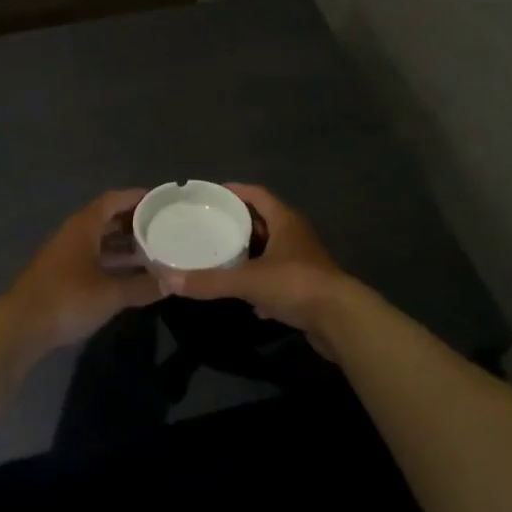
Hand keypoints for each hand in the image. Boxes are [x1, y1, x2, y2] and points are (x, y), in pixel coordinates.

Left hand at [0, 189, 163, 352]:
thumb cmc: (67, 299)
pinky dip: (112, 262)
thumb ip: (142, 286)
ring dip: (123, 244)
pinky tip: (129, 276)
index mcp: (84, 226)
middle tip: (162, 226)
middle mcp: (74, 234)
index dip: (136, 197)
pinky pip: (93, 259)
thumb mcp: (110, 294)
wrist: (21, 327)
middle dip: (133, 221)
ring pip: (100, 241)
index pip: (113, 200)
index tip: (160, 199)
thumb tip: (172, 282)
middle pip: (107, 219)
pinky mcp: (62, 275)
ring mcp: (65, 255)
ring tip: (153, 251)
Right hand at [167, 185, 371, 357]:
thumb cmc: (296, 284)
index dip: (235, 191)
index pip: (257, 194)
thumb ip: (210, 280)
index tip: (211, 194)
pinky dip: (261, 284)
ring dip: (249, 254)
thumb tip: (170, 280)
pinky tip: (245, 298)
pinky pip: (278, 279)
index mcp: (285, 221)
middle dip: (238, 224)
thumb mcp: (248, 280)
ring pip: (271, 251)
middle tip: (209, 226)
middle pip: (263, 221)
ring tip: (221, 257)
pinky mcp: (307, 288)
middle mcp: (296, 236)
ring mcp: (303, 262)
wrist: (341, 320)